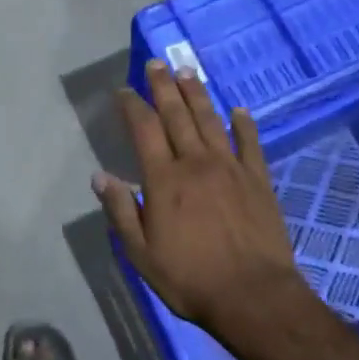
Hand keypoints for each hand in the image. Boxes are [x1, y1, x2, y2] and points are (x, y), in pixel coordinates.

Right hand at [95, 59, 305, 339]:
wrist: (253, 296)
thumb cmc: (190, 278)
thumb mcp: (142, 253)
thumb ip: (121, 211)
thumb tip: (100, 175)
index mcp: (165, 179)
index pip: (144, 129)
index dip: (133, 106)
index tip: (124, 90)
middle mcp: (196, 163)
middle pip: (177, 115)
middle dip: (163, 87)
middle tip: (155, 63)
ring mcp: (230, 168)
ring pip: (210, 120)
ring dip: (197, 94)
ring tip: (186, 71)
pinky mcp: (258, 180)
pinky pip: (250, 143)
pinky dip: (244, 124)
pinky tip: (238, 110)